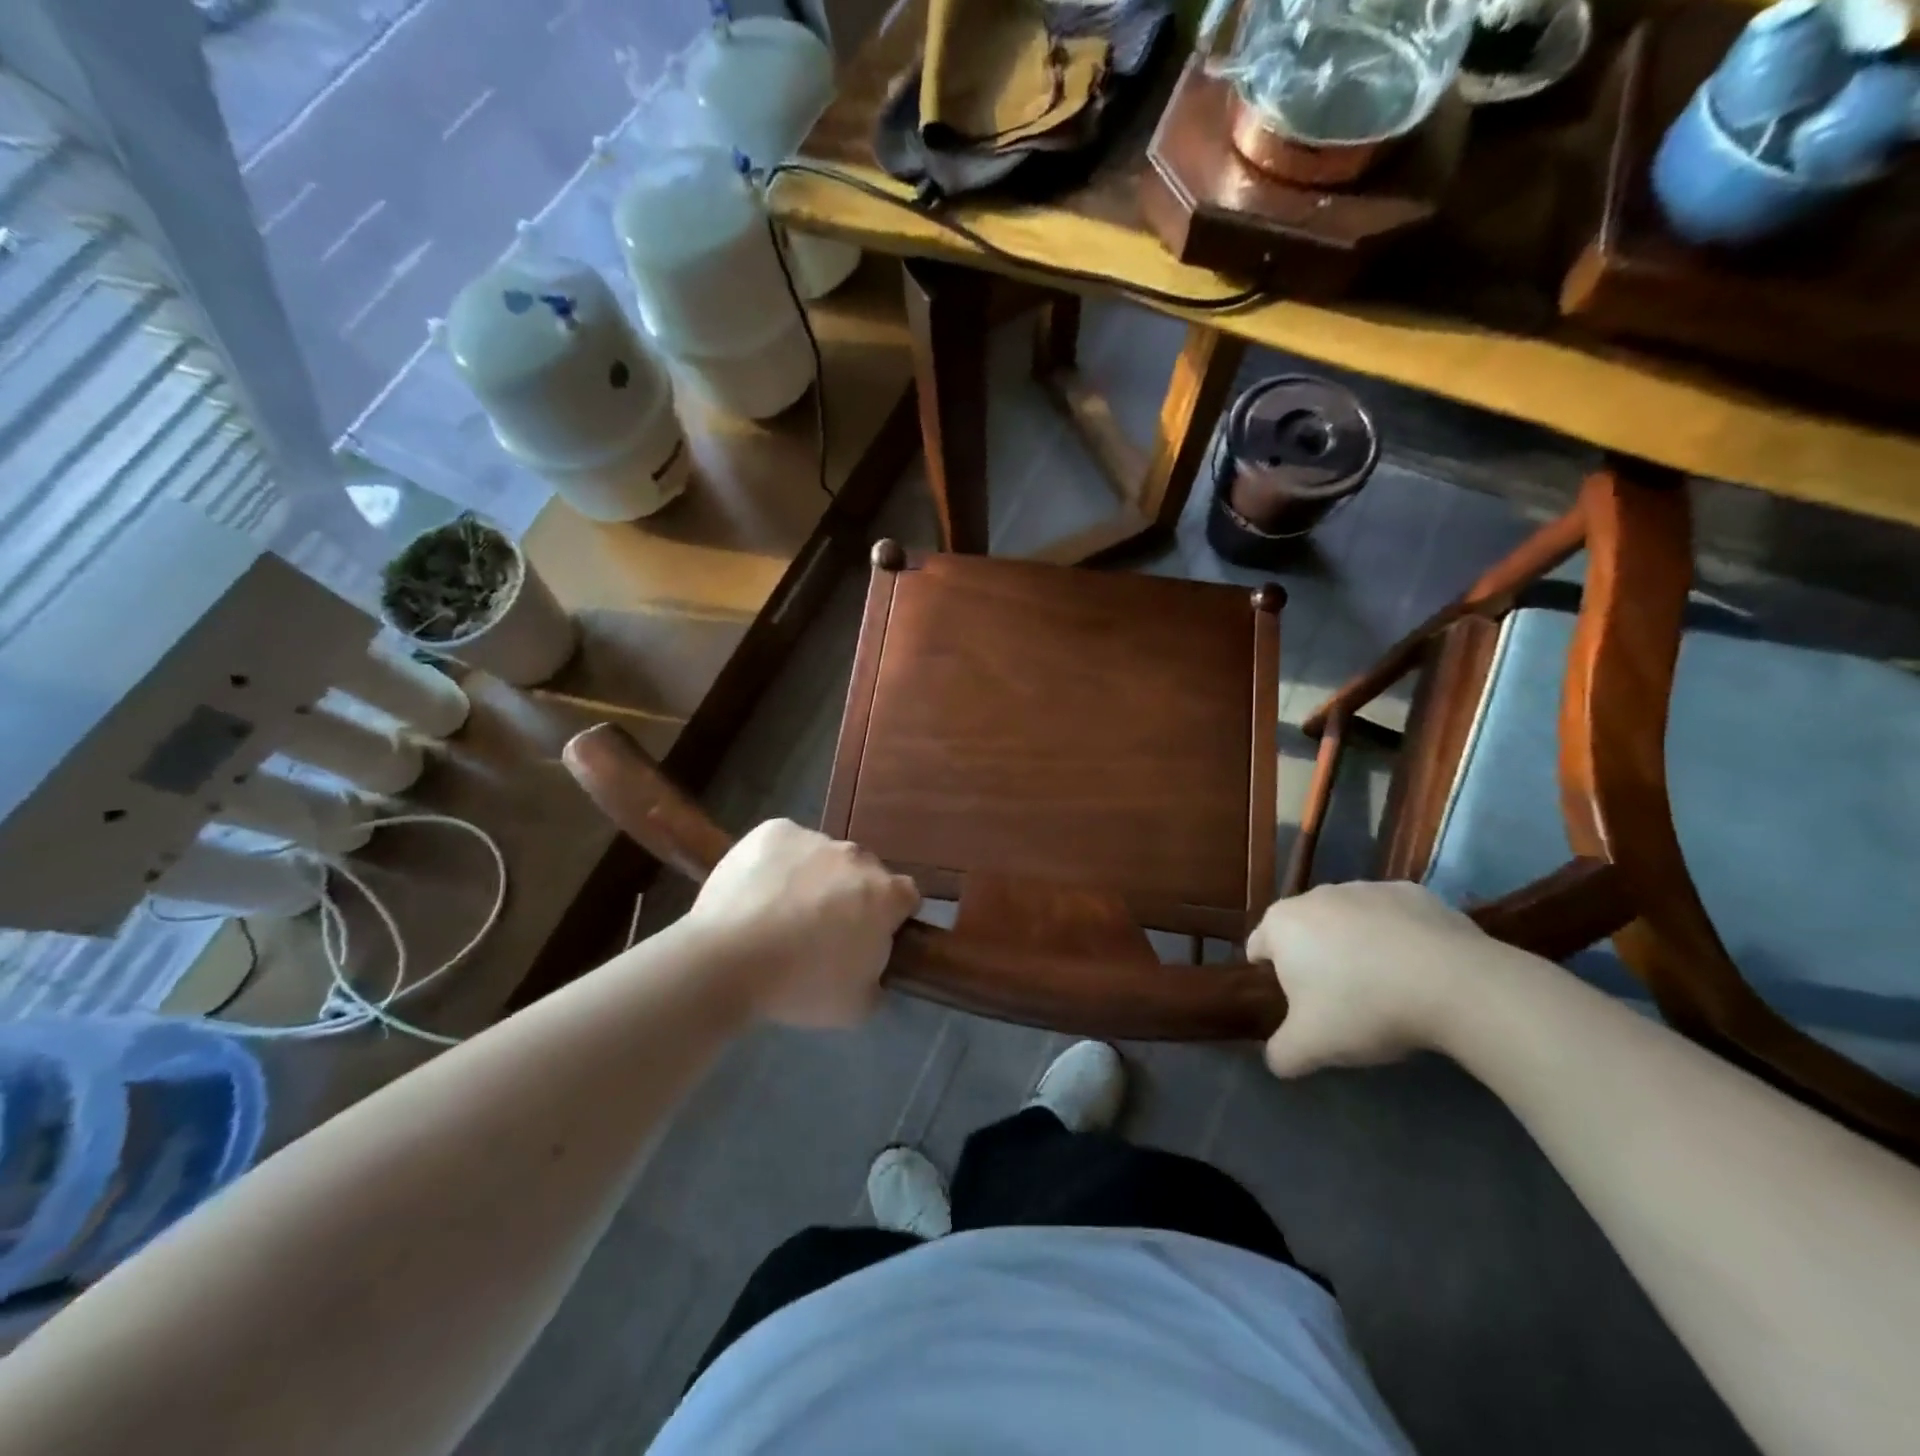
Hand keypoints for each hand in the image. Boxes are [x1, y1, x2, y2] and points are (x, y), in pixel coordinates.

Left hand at [682, 820, 920, 1027]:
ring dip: (813, 878)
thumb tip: (872, 971)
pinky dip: (778, 863)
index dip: (891, 917)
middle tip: (822, 930)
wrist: (728, 961)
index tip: (869, 938)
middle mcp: (857, 857)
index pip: (906, 897)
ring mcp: (814, 838)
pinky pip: (786, 844)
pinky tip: (758, 892)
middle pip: (863, 872)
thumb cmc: (800, 987)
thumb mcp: (857, 1006)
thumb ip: (877, 981)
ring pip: (823, 857)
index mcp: (885, 895)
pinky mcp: (774, 830)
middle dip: (851, 895)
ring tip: (779, 912)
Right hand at [1247, 881, 1491, 1077]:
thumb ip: (1282, 1053)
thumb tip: (1277, 1059)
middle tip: (1341, 1002)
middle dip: (1315, 961)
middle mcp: (1317, 895)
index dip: (1271, 979)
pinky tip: (1420, 970)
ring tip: (1386, 987)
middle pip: (1305, 932)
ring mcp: (1367, 888)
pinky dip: (1398, 938)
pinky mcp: (1413, 893)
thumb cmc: (1364, 1007)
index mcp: (1282, 924)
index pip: (1258, 947)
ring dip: (1356, 946)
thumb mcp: (1311, 1046)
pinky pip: (1394, 918)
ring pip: (1349, 921)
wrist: (1454, 983)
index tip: (1297, 1007)